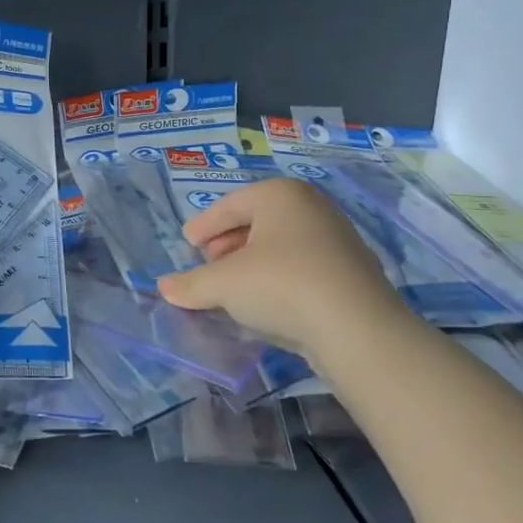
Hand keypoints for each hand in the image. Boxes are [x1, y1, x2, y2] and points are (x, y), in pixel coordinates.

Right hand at [157, 176, 405, 365]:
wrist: (357, 329)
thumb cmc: (282, 286)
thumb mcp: (225, 284)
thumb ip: (192, 284)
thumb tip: (165, 287)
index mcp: (280, 194)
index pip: (230, 205)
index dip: (204, 225)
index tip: (187, 242)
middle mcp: (311, 206)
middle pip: (257, 221)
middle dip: (228, 243)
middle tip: (208, 262)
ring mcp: (336, 238)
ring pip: (281, 245)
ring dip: (252, 262)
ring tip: (232, 286)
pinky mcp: (351, 271)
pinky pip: (302, 266)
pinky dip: (278, 278)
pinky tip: (266, 302)